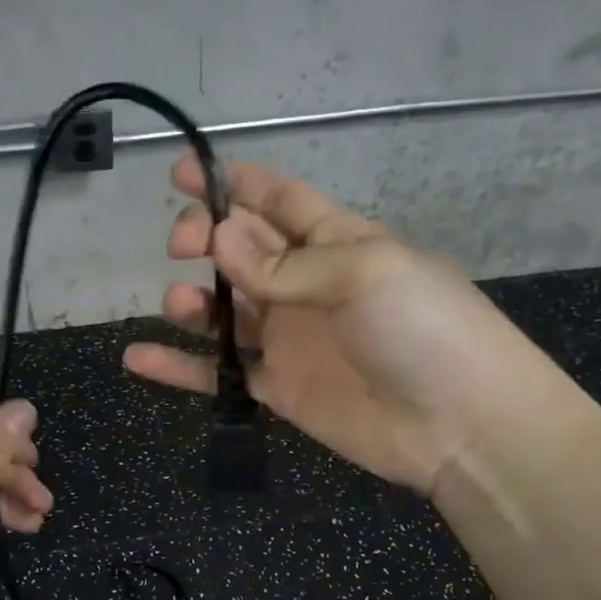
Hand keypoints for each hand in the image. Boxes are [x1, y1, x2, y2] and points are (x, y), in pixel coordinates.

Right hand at [124, 158, 548, 492]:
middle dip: (205, 239)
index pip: (277, 200)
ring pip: (224, 312)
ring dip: (192, 302)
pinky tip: (137, 358)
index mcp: (336, 242)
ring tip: (180, 304)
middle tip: (183, 246)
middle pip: (240, 252)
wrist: (462, 426)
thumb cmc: (425, 330)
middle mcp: (306, 285)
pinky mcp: (278, 388)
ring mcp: (289, 339)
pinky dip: (178, 368)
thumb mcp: (365, 274)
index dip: (232, 183)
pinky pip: (218, 374)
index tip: (181, 173)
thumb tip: (220, 239)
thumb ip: (287, 264)